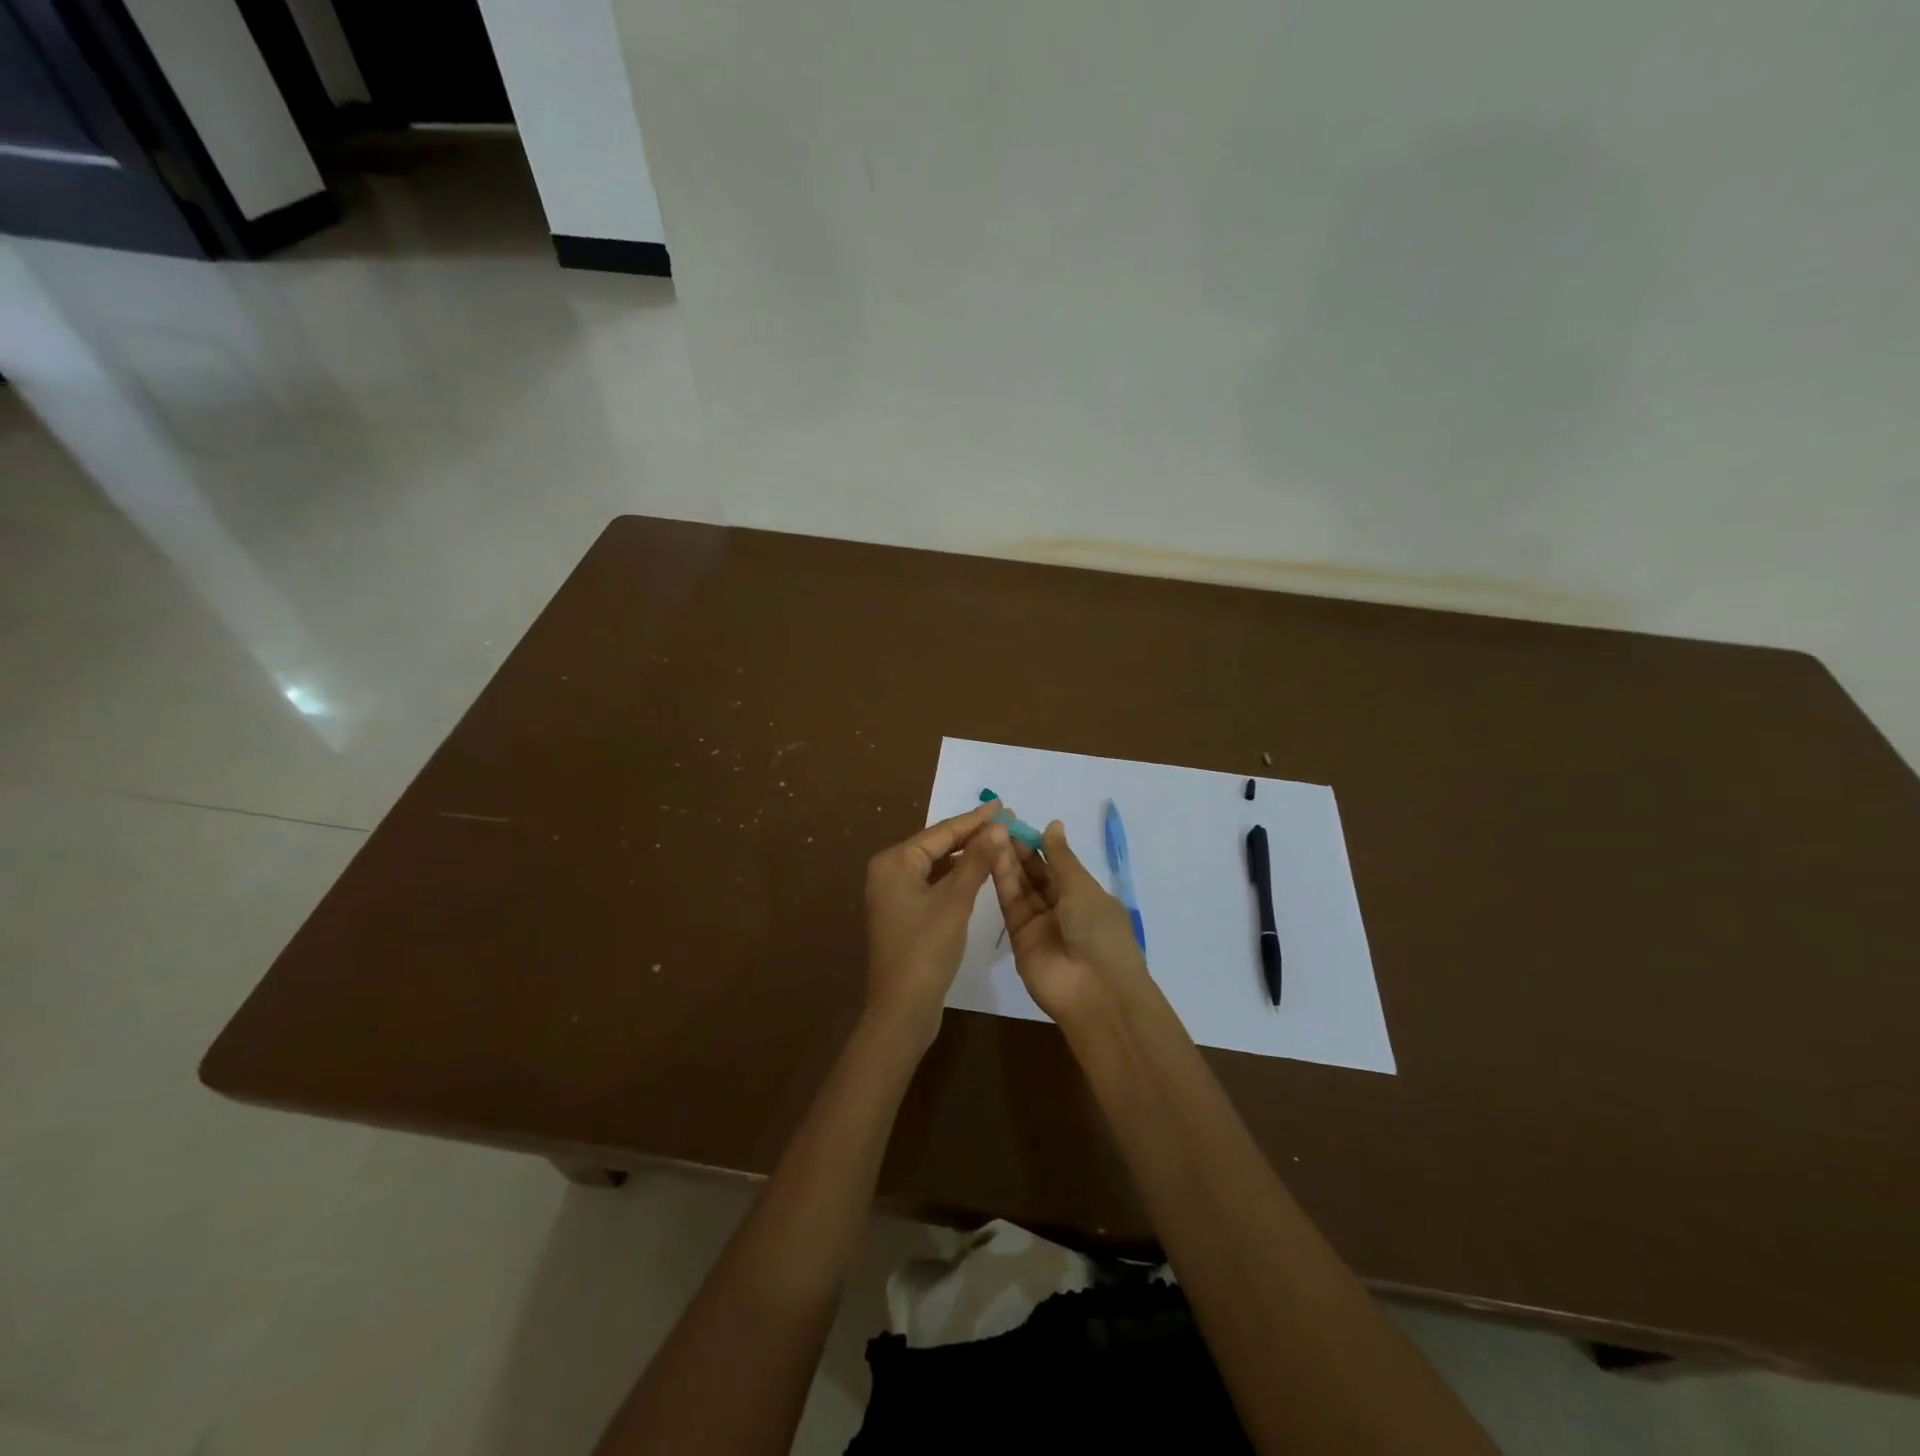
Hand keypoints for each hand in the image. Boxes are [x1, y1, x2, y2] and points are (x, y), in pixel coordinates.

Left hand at [863, 803, 1003, 1051]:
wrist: (903, 1008)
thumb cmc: (926, 949)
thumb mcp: (955, 901)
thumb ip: (977, 860)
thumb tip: (998, 826)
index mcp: (894, 862)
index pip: (941, 832)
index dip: (975, 819)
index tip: (1003, 805)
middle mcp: (889, 872)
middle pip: (937, 845)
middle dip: (971, 834)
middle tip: (1006, 821)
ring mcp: (894, 894)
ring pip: (936, 864)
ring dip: (966, 855)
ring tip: (998, 841)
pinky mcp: (904, 913)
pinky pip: (933, 883)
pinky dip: (956, 876)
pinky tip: (979, 872)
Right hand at [989, 819, 1151, 1025]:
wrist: (1094, 992)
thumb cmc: (1099, 931)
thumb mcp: (1083, 888)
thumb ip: (1061, 857)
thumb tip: (1053, 825)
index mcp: (1087, 896)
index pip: (1059, 865)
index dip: (1040, 844)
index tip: (1018, 823)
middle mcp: (1063, 909)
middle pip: (1037, 875)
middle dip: (1020, 850)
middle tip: (998, 825)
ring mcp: (1041, 925)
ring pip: (1022, 887)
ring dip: (1008, 861)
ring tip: (990, 835)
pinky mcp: (1020, 938)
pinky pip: (1011, 905)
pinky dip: (1002, 881)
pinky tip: (991, 856)